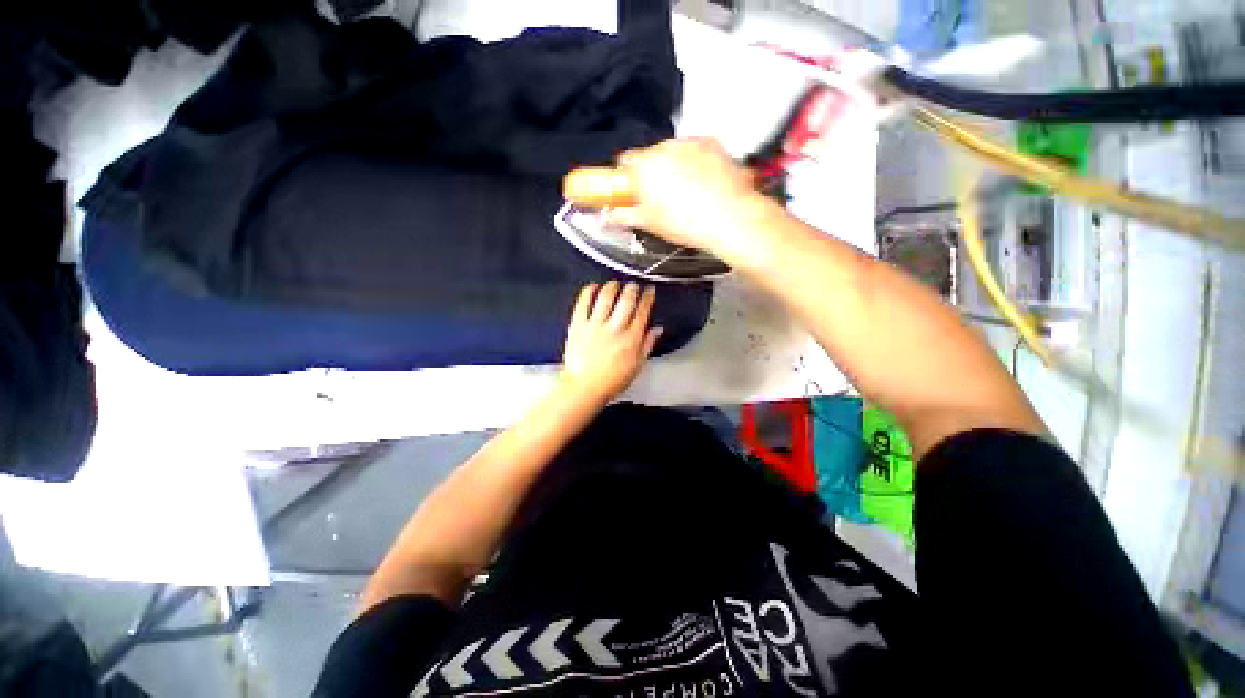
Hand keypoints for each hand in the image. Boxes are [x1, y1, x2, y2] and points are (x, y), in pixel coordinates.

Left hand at [561, 281, 662, 403]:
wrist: (584, 387)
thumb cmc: (613, 379)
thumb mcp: (637, 365)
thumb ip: (648, 344)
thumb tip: (658, 328)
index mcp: (631, 339)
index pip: (642, 311)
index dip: (647, 297)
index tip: (649, 290)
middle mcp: (615, 329)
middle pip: (626, 300)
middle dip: (632, 288)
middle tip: (633, 285)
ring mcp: (595, 325)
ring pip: (606, 297)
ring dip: (612, 286)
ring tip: (614, 284)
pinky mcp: (578, 325)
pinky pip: (583, 303)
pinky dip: (589, 291)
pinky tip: (594, 287)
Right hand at [606, 138, 770, 261]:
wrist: (730, 218)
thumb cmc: (687, 224)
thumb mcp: (650, 224)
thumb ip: (626, 215)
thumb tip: (612, 215)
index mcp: (644, 166)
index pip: (625, 162)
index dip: (627, 177)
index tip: (633, 190)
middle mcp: (665, 148)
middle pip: (650, 155)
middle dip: (652, 172)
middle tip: (661, 196)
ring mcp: (690, 143)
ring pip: (673, 151)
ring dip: (673, 166)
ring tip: (686, 192)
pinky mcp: (712, 143)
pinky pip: (695, 150)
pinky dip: (694, 162)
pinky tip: (702, 183)